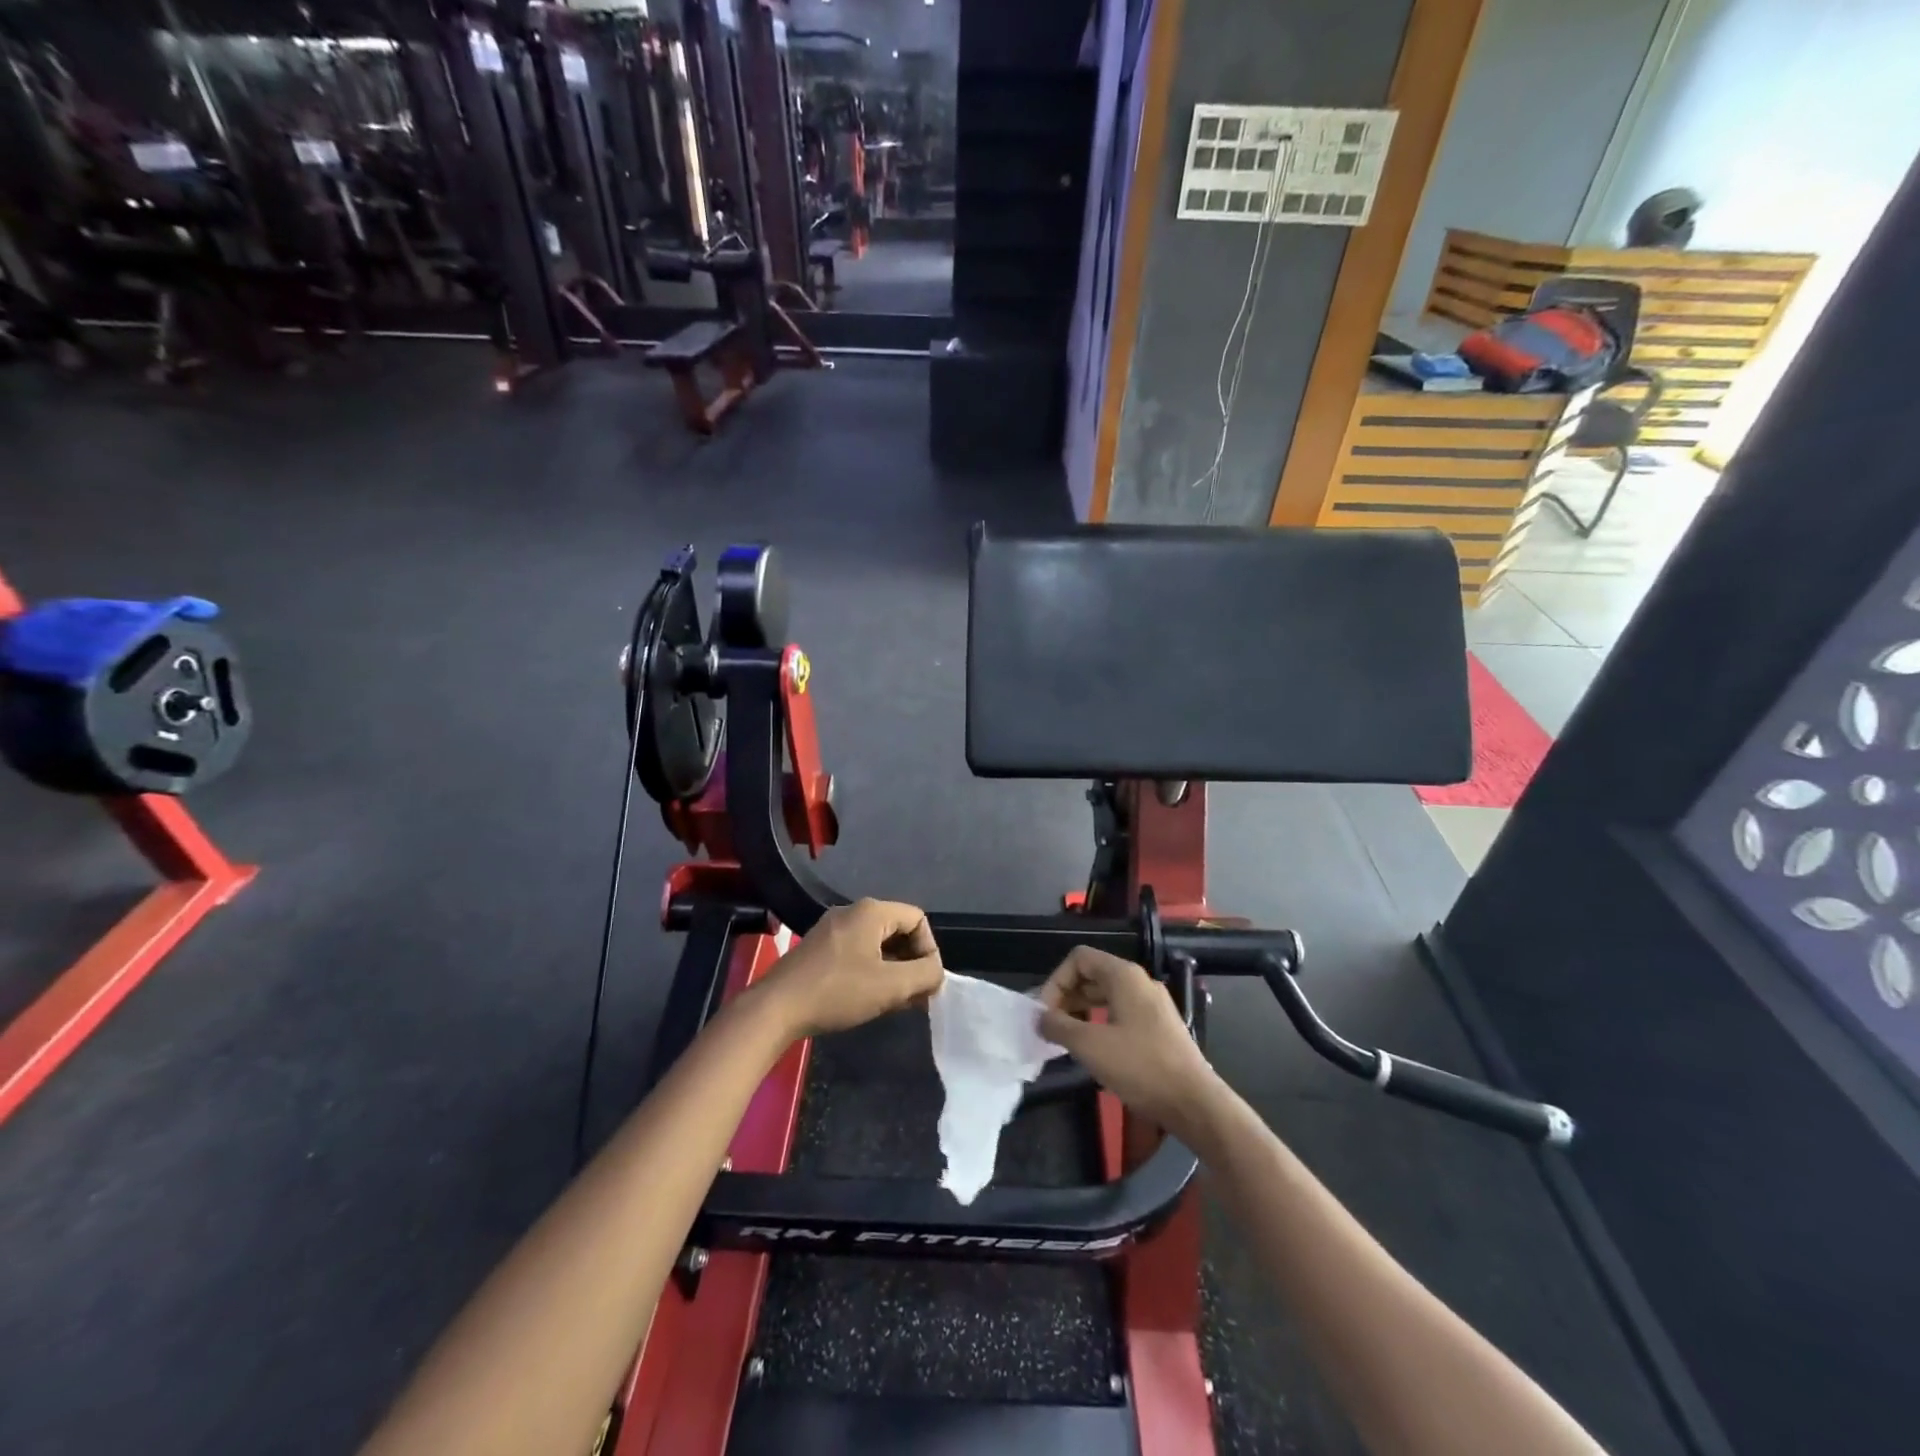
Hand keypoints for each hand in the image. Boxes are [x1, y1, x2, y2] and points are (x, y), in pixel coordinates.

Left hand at [758, 899, 944, 1038]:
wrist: (776, 1008)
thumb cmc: (838, 991)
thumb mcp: (890, 986)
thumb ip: (924, 975)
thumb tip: (937, 972)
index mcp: (871, 911)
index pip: (917, 919)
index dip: (929, 949)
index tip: (927, 981)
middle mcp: (852, 912)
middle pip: (897, 930)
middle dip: (912, 962)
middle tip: (916, 995)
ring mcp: (832, 929)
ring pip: (877, 944)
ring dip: (893, 970)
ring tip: (897, 1002)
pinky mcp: (819, 948)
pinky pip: (858, 952)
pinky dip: (872, 971)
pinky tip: (870, 998)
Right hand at [1038, 947, 1219, 1139]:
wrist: (1194, 1103)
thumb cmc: (1140, 1066)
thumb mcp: (1090, 1046)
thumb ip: (1059, 1026)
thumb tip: (1040, 1018)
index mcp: (1124, 976)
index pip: (1079, 959)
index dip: (1056, 981)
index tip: (1045, 1013)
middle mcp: (1140, 982)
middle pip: (1093, 975)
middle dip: (1066, 996)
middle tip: (1050, 1026)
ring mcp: (1152, 1005)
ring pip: (1107, 995)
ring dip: (1081, 1010)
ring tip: (1066, 1037)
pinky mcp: (1159, 1027)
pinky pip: (1121, 1013)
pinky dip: (1100, 1022)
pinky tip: (1093, 1048)